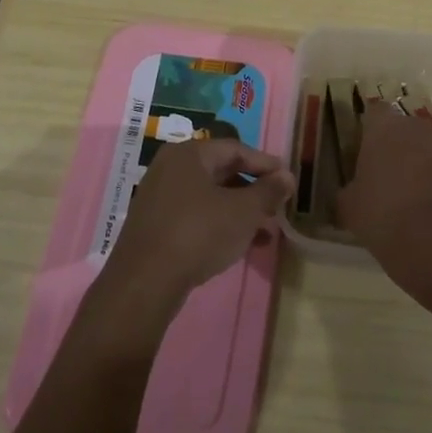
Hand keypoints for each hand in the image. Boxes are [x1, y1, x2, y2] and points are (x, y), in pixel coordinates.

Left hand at [102, 138, 294, 311]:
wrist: (144, 283)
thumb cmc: (198, 234)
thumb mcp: (243, 212)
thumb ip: (268, 191)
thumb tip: (287, 176)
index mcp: (189, 154)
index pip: (236, 149)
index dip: (265, 164)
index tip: (287, 180)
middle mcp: (171, 167)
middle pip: (222, 172)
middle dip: (253, 191)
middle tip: (277, 207)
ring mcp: (159, 197)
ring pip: (209, 197)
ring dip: (239, 211)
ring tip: (265, 232)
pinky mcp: (154, 225)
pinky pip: (194, 215)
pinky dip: (218, 224)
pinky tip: (239, 246)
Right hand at [337, 108, 431, 285]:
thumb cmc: (381, 216)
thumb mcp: (349, 205)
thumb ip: (351, 188)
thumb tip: (354, 190)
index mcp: (384, 128)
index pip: (375, 112)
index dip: (372, 130)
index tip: (369, 151)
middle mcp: (417, 126)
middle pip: (407, 130)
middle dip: (402, 148)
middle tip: (393, 179)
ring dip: (428, 163)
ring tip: (422, 198)